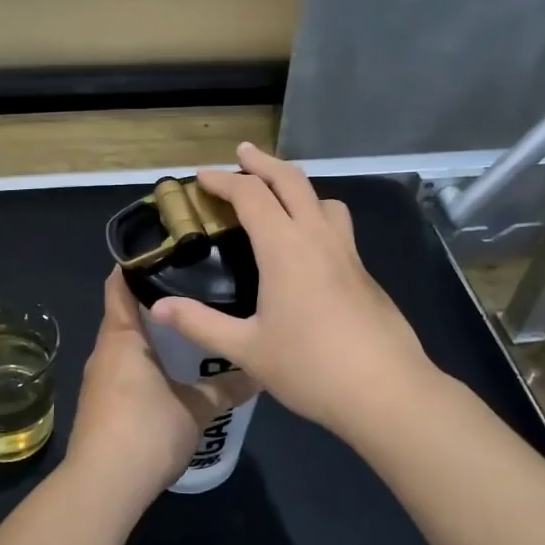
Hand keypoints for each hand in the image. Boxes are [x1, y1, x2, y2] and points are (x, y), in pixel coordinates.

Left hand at [67, 270, 258, 498]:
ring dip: (152, 337)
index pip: (118, 285)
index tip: (165, 250)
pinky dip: (145, 364)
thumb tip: (260, 372)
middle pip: (125, 314)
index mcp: (121, 338)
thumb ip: (226, 387)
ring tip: (191, 327)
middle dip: (155, 301)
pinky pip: (124, 371)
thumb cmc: (147, 431)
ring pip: (126, 346)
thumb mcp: (197, 409)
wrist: (103, 487)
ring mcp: (98, 381)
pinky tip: (173, 373)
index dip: (136, 264)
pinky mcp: (100, 406)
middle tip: (195, 288)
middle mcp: (104, 352)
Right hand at [149, 143, 434, 441]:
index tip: (201, 177)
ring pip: (323, 199)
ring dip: (297, 186)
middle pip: (292, 181)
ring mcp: (347, 253)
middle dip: (263, 163)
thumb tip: (157, 307)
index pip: (250, 195)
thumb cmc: (311, 367)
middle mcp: (318, 237)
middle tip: (243, 153)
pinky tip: (308, 247)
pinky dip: (315, 214)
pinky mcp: (364, 272)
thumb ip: (200, 324)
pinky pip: (337, 226)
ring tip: (279, 196)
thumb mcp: (246, 349)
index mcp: (285, 247)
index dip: (223, 181)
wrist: (386, 391)